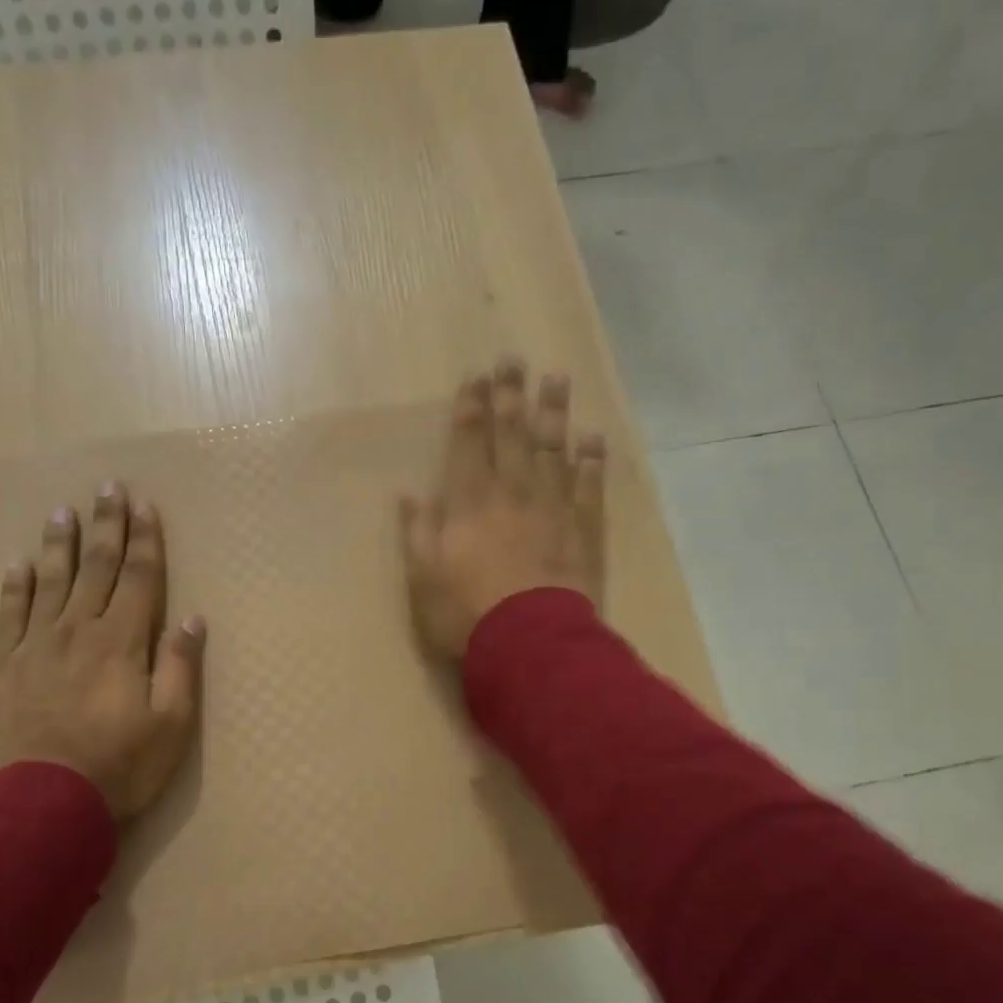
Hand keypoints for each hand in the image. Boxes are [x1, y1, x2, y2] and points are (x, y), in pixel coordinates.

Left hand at [0, 483, 204, 819]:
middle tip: (107, 488)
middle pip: (96, 569)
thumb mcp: (170, 725)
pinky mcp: (4, 668)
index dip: (144, 540)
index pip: (139, 578)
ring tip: (63, 512)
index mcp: (122, 642)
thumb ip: (179, 668)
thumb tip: (192, 619)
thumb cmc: (119, 767)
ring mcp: (36, 646)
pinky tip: (18, 564)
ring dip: (61, 545)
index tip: (144, 505)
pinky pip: (10, 616)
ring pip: (51, 583)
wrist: (43, 804)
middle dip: (106, 527)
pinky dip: (15, 587)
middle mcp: (79, 631)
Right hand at [399, 361, 605, 660]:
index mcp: (469, 502)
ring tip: (556, 378)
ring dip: (553, 412)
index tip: (475, 377)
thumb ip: (418, 532)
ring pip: (552, 449)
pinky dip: (591, 460)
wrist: (531, 643)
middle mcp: (512, 492)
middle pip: (511, 434)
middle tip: (513, 359)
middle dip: (510, 395)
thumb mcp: (422, 578)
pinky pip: (589, 485)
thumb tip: (410, 494)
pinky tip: (592, 437)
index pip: (468, 443)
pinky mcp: (583, 529)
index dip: (470, 408)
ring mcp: (552, 508)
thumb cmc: (466, 614)